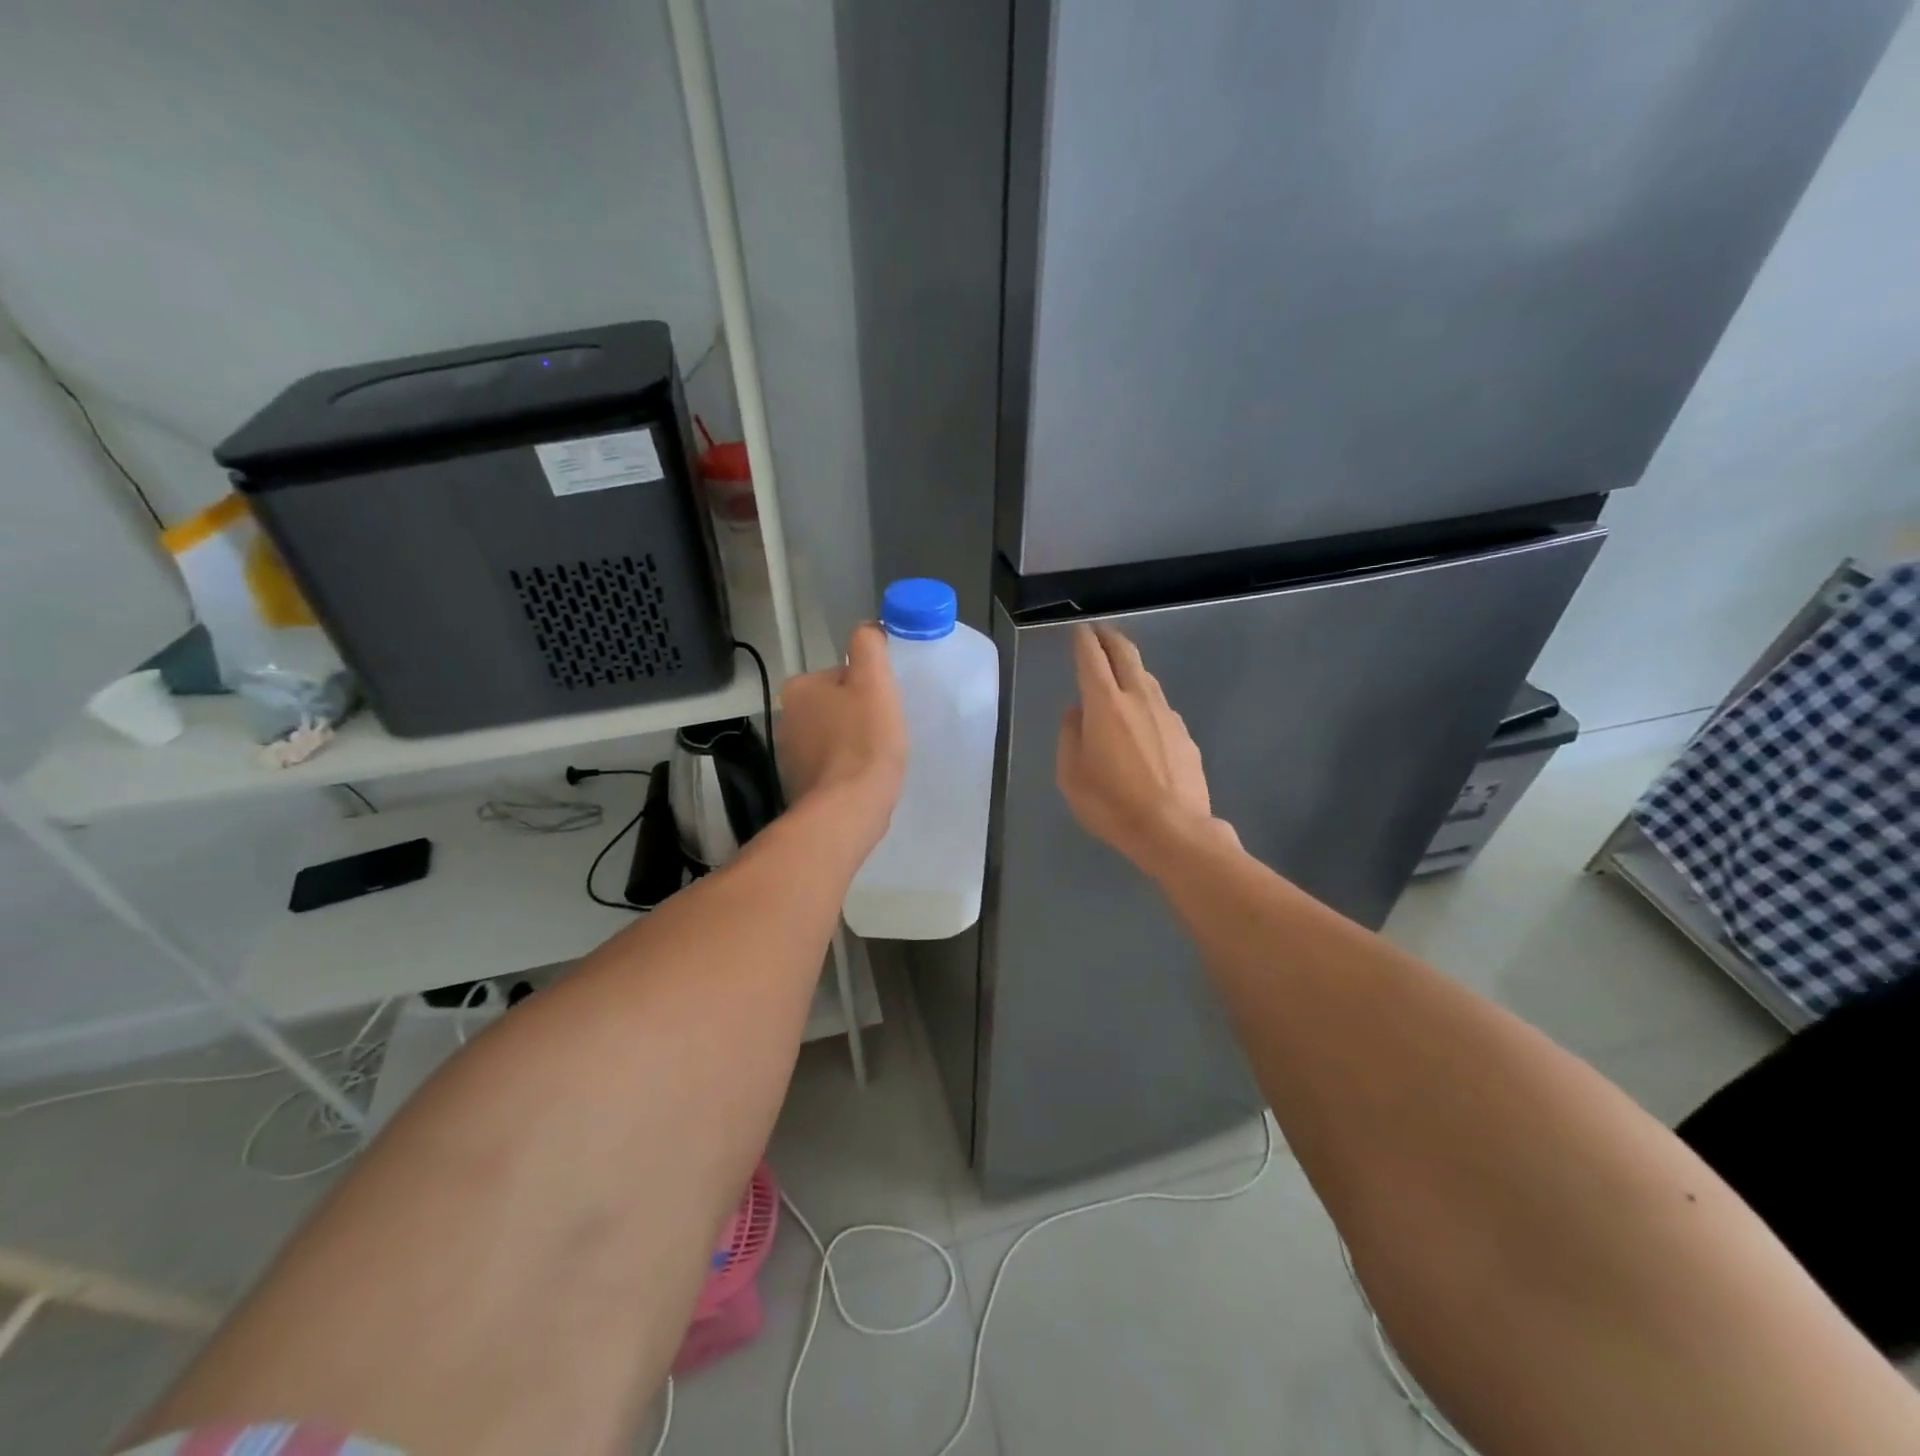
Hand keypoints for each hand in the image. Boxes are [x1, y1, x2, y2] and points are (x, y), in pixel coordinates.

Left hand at [777, 623, 906, 848]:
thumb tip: (868, 629)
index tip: (884, 707)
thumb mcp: (874, 681)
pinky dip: (845, 769)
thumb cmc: (864, 741)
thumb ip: (869, 646)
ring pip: (832, 736)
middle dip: (858, 716)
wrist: (847, 809)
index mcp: (799, 688)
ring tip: (877, 759)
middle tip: (885, 733)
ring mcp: (789, 755)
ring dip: (852, 743)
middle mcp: (785, 718)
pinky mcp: (799, 785)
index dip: (868, 688)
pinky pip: (829, 766)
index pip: (841, 676)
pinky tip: (863, 780)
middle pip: (835, 705)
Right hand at [1056, 624, 1228, 870]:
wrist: (1173, 830)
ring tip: (1120, 673)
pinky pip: (1161, 708)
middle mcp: (1138, 699)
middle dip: (1111, 638)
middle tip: (1101, 632)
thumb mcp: (1071, 775)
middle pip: (1126, 655)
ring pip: (1147, 679)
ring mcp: (1167, 715)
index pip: (1091, 658)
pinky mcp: (1185, 735)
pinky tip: (1143, 721)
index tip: (1079, 631)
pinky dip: (1147, 702)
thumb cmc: (1112, 804)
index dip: (1083, 641)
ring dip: (1131, 668)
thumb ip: (1070, 735)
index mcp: (1104, 705)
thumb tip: (1077, 713)